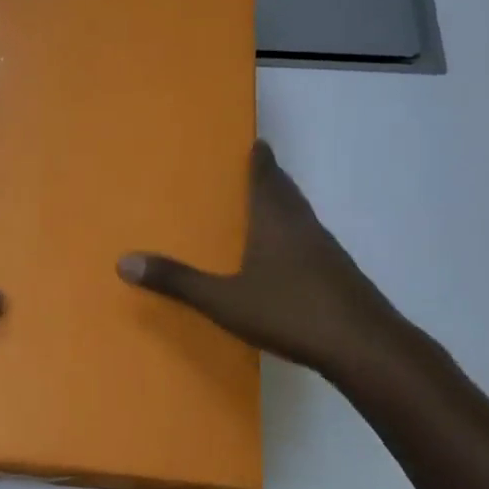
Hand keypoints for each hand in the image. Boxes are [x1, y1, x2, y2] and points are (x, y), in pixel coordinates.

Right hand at [117, 140, 419, 382]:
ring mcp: (327, 252)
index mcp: (276, 222)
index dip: (260, 160)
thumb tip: (124, 261)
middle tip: (256, 168)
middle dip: (272, 179)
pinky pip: (312, 243)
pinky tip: (287, 259)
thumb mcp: (224, 300)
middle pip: (287, 193)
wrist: (364, 347)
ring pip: (302, 218)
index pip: (267, 178)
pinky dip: (296, 237)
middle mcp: (304, 228)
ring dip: (285, 208)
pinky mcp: (341, 277)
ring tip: (265, 209)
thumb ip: (177, 281)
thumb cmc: (291, 312)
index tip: (256, 142)